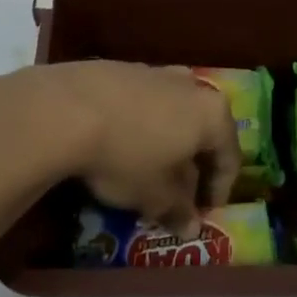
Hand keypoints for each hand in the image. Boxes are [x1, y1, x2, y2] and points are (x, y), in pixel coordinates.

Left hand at [13, 62, 241, 232]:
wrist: (65, 109)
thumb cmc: (126, 155)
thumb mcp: (155, 195)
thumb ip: (179, 210)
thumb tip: (191, 228)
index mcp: (212, 114)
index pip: (230, 157)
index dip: (219, 190)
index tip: (203, 213)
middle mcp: (190, 85)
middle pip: (201, 131)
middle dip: (191, 165)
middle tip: (176, 194)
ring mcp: (154, 71)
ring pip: (171, 113)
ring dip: (164, 142)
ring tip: (144, 170)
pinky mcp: (119, 67)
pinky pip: (141, 102)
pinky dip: (138, 125)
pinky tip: (117, 143)